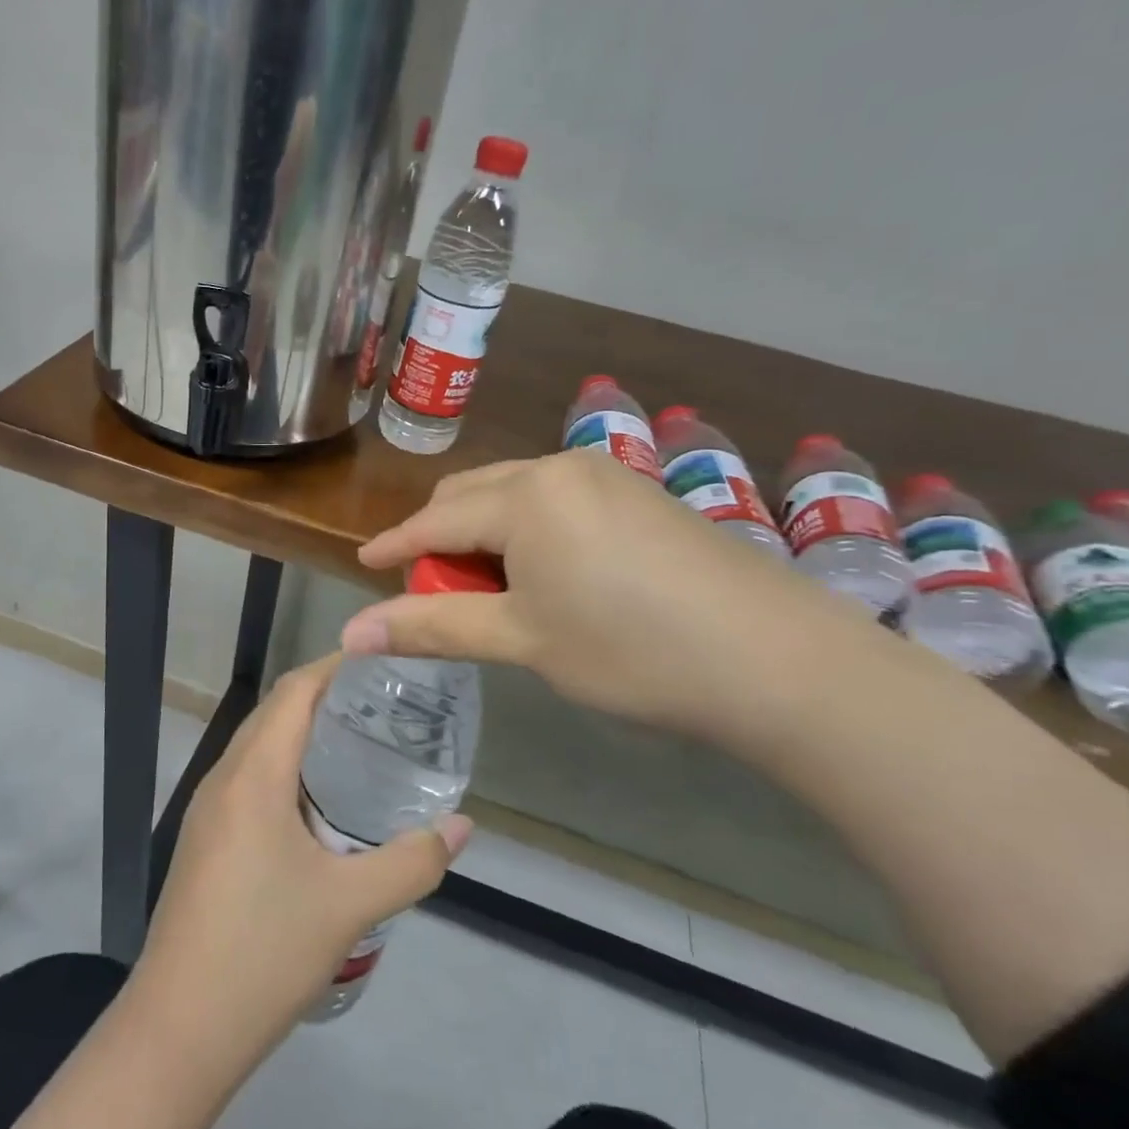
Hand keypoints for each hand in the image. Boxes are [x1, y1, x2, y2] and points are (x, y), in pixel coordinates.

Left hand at [133, 655, 472, 1062]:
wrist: (178, 1029)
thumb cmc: (264, 953)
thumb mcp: (349, 906)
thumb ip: (413, 861)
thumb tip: (463, 826)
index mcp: (254, 774)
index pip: (295, 691)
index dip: (335, 666)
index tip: (383, 661)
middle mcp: (224, 777)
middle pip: (275, 711)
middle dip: (326, 696)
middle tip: (384, 704)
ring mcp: (208, 809)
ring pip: (259, 745)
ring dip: (303, 733)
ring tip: (360, 745)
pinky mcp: (205, 839)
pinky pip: (249, 778)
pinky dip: (286, 768)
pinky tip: (320, 805)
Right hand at [343, 449, 887, 746]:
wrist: (778, 660)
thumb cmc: (631, 650)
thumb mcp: (522, 640)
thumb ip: (431, 627)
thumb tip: (350, 635)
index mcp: (525, 495)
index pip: (435, 520)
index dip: (394, 546)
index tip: (362, 566)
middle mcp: (560, 468)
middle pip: (471, 496)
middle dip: (442, 540)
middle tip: (434, 593)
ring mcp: (606, 475)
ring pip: (514, 495)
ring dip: (486, 535)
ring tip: (491, 591)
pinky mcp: (639, 493)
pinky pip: (556, 500)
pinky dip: (529, 532)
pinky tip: (547, 575)